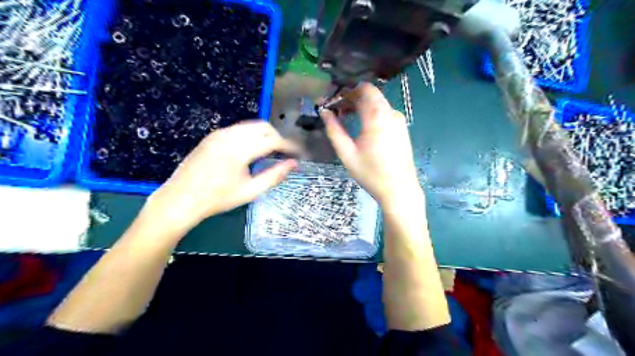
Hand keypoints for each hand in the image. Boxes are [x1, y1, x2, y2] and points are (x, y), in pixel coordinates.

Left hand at [147, 122, 299, 231]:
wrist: (181, 199)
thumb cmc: (218, 198)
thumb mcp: (250, 191)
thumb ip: (274, 175)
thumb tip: (294, 164)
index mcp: (240, 149)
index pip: (273, 140)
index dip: (289, 146)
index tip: (299, 153)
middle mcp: (230, 135)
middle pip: (263, 127)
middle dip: (278, 138)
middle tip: (285, 153)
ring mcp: (219, 133)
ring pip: (251, 125)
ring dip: (265, 135)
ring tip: (271, 151)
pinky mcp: (213, 136)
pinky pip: (238, 129)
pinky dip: (251, 135)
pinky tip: (251, 150)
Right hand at [322, 82, 420, 207]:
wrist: (399, 190)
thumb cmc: (371, 173)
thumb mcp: (347, 154)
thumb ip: (334, 130)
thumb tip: (324, 112)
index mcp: (377, 117)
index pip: (364, 89)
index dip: (347, 91)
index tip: (334, 101)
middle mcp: (391, 113)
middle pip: (371, 94)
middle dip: (353, 97)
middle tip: (338, 109)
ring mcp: (399, 120)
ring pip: (378, 102)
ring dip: (362, 105)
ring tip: (347, 117)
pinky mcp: (402, 128)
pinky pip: (385, 112)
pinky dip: (372, 113)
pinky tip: (363, 126)